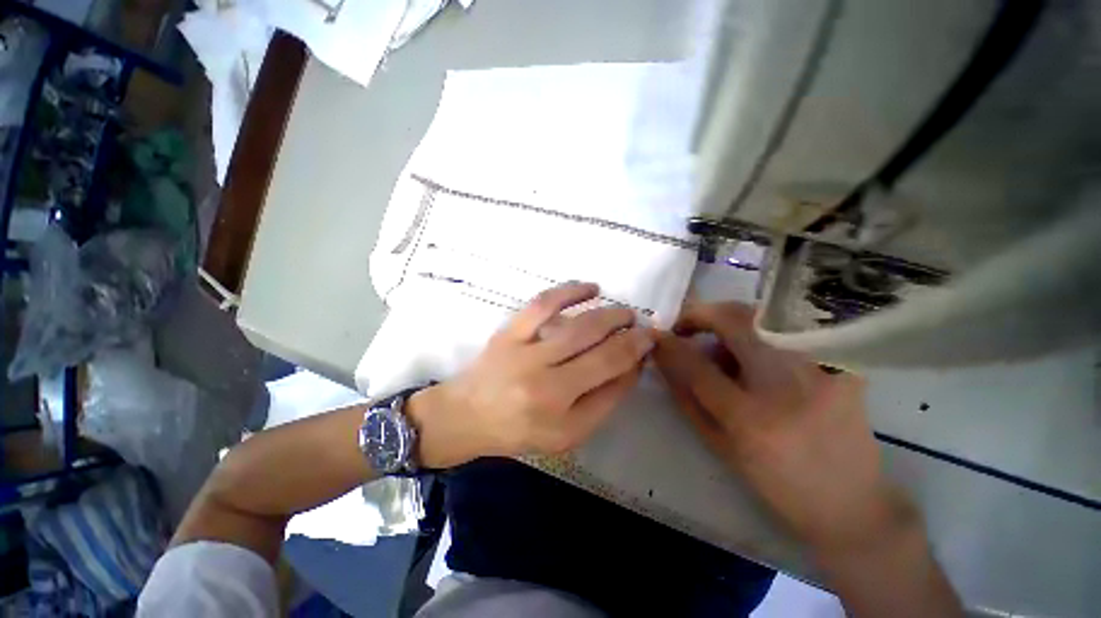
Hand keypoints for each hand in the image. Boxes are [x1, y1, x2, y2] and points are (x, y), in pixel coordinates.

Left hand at [408, 282, 653, 468]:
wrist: (465, 416)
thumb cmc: (517, 430)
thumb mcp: (566, 434)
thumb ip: (602, 402)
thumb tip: (631, 366)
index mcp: (560, 414)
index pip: (611, 377)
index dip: (635, 356)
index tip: (649, 343)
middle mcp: (544, 382)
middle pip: (600, 351)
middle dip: (629, 335)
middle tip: (643, 326)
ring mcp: (525, 352)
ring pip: (578, 327)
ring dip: (609, 315)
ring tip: (625, 312)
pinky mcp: (509, 332)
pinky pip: (543, 304)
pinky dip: (570, 291)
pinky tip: (591, 287)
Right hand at [652, 302, 911, 553]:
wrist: (851, 503)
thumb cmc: (776, 482)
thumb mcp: (719, 446)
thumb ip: (686, 397)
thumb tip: (664, 359)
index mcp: (751, 418)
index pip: (697, 364)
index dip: (671, 344)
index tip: (656, 335)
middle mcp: (787, 386)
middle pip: (734, 320)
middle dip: (700, 314)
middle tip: (686, 327)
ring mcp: (821, 370)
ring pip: (761, 318)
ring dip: (729, 325)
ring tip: (724, 353)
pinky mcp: (843, 365)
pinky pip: (789, 332)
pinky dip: (762, 335)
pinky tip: (762, 359)